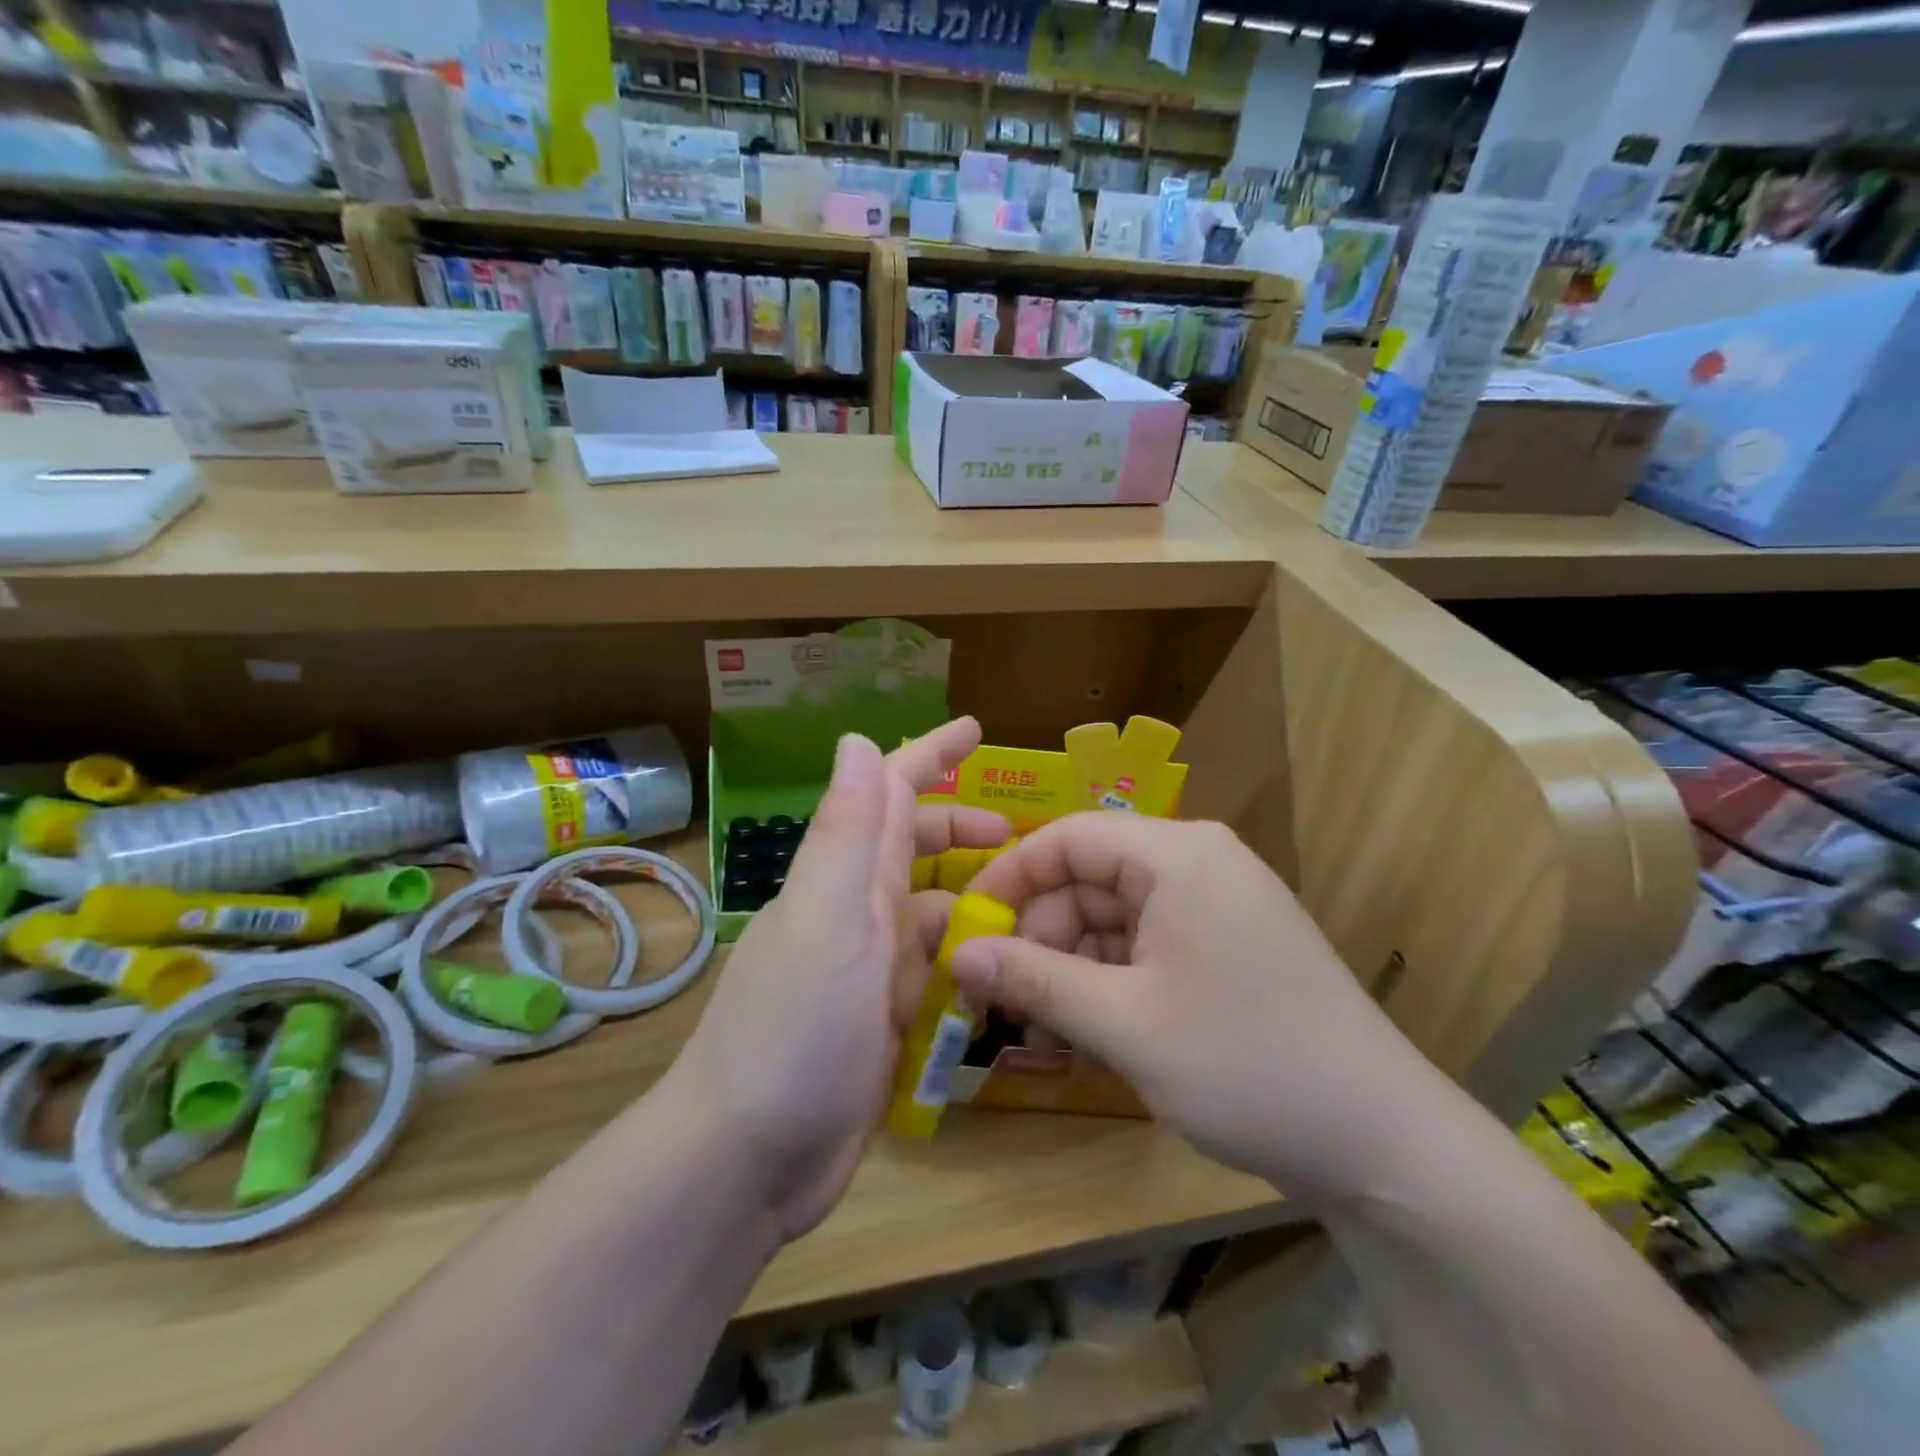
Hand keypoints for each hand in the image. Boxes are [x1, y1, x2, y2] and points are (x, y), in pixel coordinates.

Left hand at [671, 719, 1007, 1240]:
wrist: (747, 1160)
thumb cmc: (793, 1032)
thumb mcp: (827, 921)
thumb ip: (847, 834)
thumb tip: (856, 740)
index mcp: (845, 880)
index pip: (890, 795)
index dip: (930, 755)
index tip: (976, 729)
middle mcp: (857, 914)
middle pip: (914, 849)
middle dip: (963, 830)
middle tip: (1025, 836)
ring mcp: (869, 970)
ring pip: (931, 910)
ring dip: (974, 895)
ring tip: (1033, 903)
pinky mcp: (883, 1022)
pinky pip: (934, 971)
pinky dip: (965, 958)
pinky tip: (1001, 966)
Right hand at [953, 814, 1440, 1199]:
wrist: (1381, 1143)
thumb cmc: (1246, 1064)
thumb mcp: (1125, 1023)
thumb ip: (1035, 979)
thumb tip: (957, 953)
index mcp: (1178, 855)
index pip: (1070, 837)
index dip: (1011, 877)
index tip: (967, 926)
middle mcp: (1198, 864)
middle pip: (1091, 878)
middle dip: (1041, 932)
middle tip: (1001, 993)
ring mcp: (1216, 906)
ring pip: (1114, 916)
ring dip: (1071, 962)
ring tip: (1040, 1022)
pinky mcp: (1225, 946)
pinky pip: (1145, 944)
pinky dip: (1109, 978)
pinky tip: (1087, 1027)